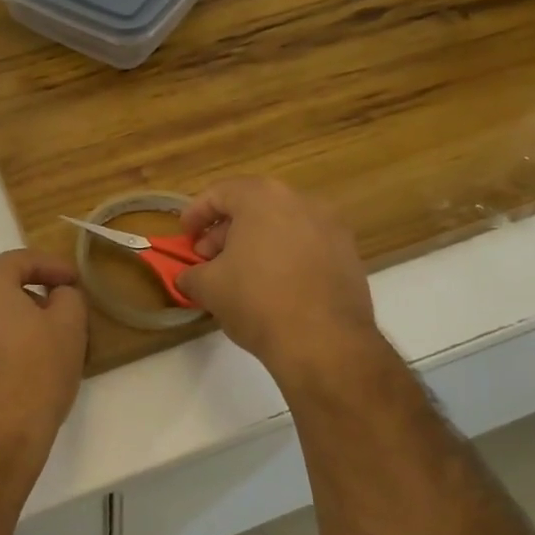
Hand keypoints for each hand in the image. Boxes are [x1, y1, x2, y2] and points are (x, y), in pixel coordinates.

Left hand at [0, 251, 87, 475]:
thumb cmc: (36, 376)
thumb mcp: (70, 329)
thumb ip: (68, 297)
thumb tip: (57, 293)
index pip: (19, 260)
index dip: (51, 265)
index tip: (74, 280)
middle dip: (31, 292)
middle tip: (60, 309)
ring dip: (11, 319)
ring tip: (39, 341)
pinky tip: (16, 366)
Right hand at [176, 178, 381, 382]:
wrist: (324, 342)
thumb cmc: (257, 301)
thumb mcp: (209, 287)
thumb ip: (192, 274)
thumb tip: (190, 278)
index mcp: (263, 198)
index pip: (220, 193)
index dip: (196, 213)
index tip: (185, 235)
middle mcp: (302, 201)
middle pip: (254, 206)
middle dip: (226, 230)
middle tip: (208, 258)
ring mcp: (331, 227)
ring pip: (282, 225)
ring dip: (256, 243)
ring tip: (239, 274)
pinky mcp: (349, 255)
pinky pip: (306, 245)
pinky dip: (284, 256)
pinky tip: (272, 286)